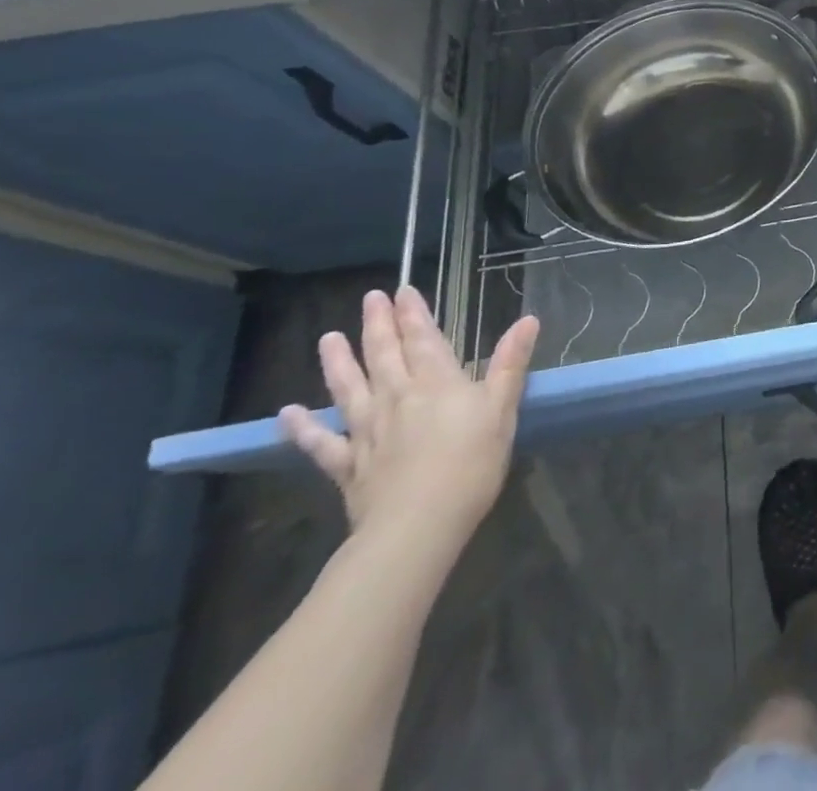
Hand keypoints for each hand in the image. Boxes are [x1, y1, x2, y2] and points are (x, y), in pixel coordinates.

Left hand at [279, 286, 539, 554]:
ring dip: (338, 363)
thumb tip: (528, 320)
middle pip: (384, 355)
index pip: (423, 339)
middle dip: (377, 325)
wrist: (418, 526)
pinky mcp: (349, 466)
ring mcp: (369, 431)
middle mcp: (398, 397)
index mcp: (437, 382)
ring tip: (327, 338)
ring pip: (350, 389)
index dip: (414, 314)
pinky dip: (303, 429)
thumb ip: (510, 364)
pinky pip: (323, 444)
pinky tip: (288, 415)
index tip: (402, 290)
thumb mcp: (502, 409)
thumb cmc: (471, 463)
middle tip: (369, 299)